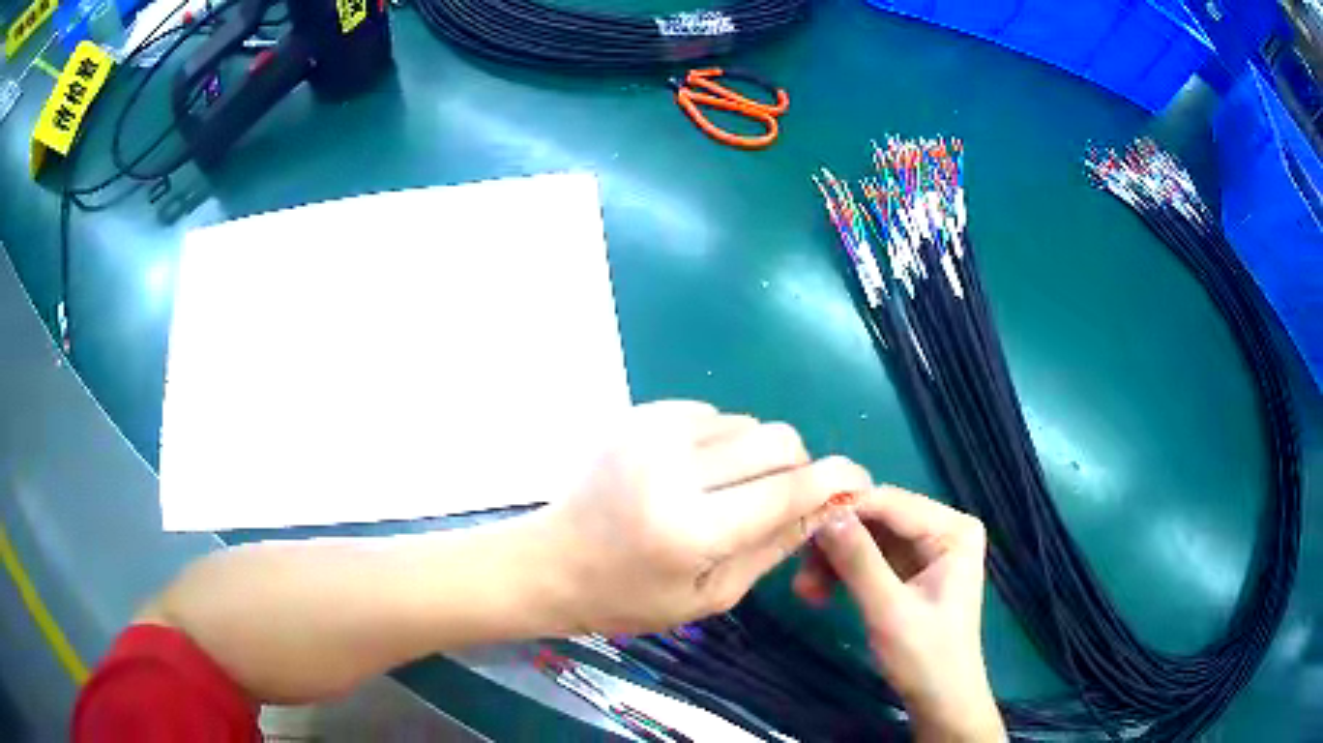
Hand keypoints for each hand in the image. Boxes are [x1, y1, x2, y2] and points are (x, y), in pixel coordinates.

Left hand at [531, 400, 872, 635]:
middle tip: (780, 498)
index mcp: (691, 529)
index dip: (835, 481)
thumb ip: (773, 547)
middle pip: (777, 440)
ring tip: (724, 491)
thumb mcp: (710, 595)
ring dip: (754, 455)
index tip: (858, 481)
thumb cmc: (629, 597)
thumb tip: (828, 505)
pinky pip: (711, 414)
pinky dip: (720, 441)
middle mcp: (673, 468)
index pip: (787, 490)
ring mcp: (650, 433)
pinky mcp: (637, 415)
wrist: (551, 561)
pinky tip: (692, 472)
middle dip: (797, 466)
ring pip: (747, 423)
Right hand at [794, 486, 1005, 742]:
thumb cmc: (925, 657)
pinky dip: (841, 572)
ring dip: (833, 560)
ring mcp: (924, 549)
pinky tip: (818, 593)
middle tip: (798, 568)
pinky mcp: (907, 569)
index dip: (844, 509)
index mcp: (952, 530)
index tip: (797, 523)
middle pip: (876, 518)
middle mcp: (941, 529)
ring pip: (865, 537)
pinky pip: (867, 557)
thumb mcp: (889, 610)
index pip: (890, 502)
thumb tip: (825, 515)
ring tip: (806, 590)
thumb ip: (859, 561)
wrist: (939, 699)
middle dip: (835, 542)